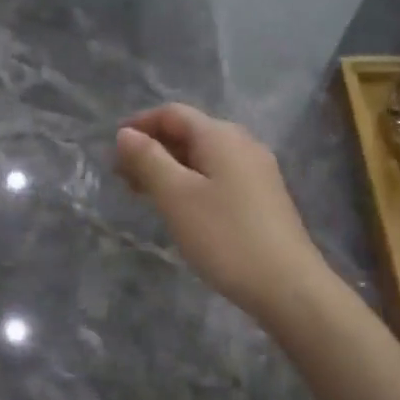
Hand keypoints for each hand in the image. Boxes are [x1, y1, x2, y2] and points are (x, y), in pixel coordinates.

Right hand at [114, 104, 327, 325]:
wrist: (287, 286)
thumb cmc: (225, 236)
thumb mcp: (176, 196)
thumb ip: (148, 159)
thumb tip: (125, 133)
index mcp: (220, 136)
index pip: (172, 113)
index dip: (139, 124)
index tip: (112, 150)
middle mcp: (242, 144)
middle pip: (188, 132)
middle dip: (152, 148)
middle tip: (121, 176)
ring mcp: (256, 171)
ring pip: (203, 157)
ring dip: (169, 167)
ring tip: (143, 193)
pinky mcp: (262, 197)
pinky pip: (217, 176)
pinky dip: (190, 182)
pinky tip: (179, 207)